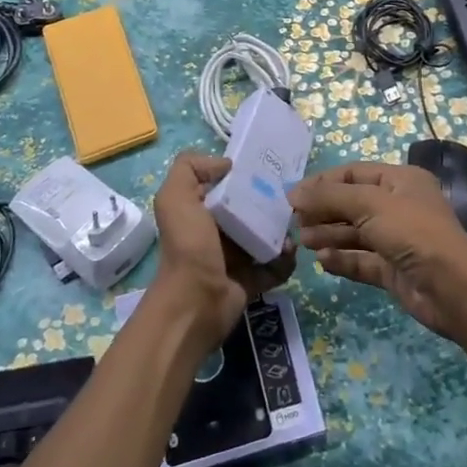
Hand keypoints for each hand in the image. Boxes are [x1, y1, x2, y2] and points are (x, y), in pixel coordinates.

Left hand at [149, 152, 295, 346]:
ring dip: (283, 231)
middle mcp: (218, 232)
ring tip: (292, 228)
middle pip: (252, 209)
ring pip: (268, 236)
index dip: (245, 175)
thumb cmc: (188, 245)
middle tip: (289, 199)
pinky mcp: (253, 279)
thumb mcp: (175, 197)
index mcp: (201, 210)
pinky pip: (277, 264)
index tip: (268, 168)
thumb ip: (190, 168)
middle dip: (271, 202)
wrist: (196, 302)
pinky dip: (286, 260)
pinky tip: (289, 252)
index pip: (227, 185)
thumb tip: (226, 164)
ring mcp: (237, 257)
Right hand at [289, 162, 466, 340]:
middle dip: (324, 211)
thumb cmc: (412, 232)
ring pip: (355, 233)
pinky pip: (361, 260)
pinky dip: (342, 259)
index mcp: (401, 180)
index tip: (293, 196)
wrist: (451, 287)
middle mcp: (399, 206)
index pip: (354, 173)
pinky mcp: (393, 270)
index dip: (323, 182)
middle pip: (352, 204)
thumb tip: (293, 194)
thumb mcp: (369, 204)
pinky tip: (322, 261)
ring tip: (303, 241)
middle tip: (294, 221)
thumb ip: (329, 197)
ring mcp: (397, 240)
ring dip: (328, 235)